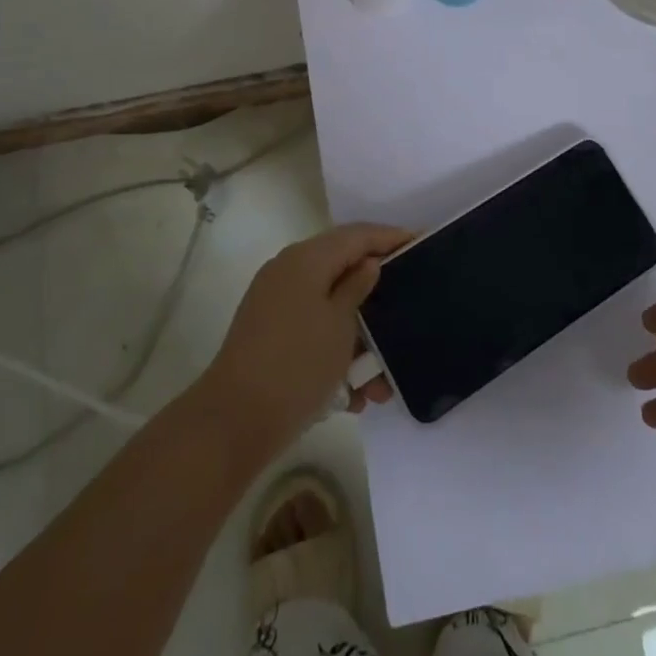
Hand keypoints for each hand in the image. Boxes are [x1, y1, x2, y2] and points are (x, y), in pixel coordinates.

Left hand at [201, 223, 412, 458]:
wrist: (235, 421)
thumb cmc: (297, 364)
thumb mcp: (340, 324)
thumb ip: (357, 287)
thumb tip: (368, 263)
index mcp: (306, 259)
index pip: (356, 235)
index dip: (389, 237)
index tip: (421, 242)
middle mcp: (288, 272)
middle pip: (343, 270)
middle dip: (377, 297)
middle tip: (408, 308)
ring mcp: (276, 304)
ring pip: (330, 309)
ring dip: (359, 339)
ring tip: (381, 381)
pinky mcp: (270, 335)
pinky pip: (313, 332)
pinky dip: (335, 353)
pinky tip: (355, 395)